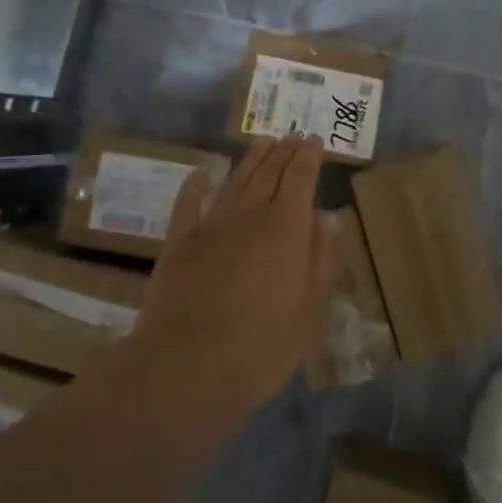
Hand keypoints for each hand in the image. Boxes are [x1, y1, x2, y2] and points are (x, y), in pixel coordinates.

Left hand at [132, 136, 336, 416]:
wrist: (189, 367)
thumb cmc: (263, 345)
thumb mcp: (310, 308)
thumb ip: (320, 258)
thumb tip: (324, 218)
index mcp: (286, 227)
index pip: (300, 178)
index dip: (308, 157)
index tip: (313, 139)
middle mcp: (249, 215)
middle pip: (268, 173)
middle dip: (282, 152)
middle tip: (290, 135)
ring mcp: (210, 226)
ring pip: (234, 181)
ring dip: (250, 159)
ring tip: (262, 141)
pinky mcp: (178, 244)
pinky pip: (187, 205)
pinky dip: (195, 185)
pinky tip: (202, 172)